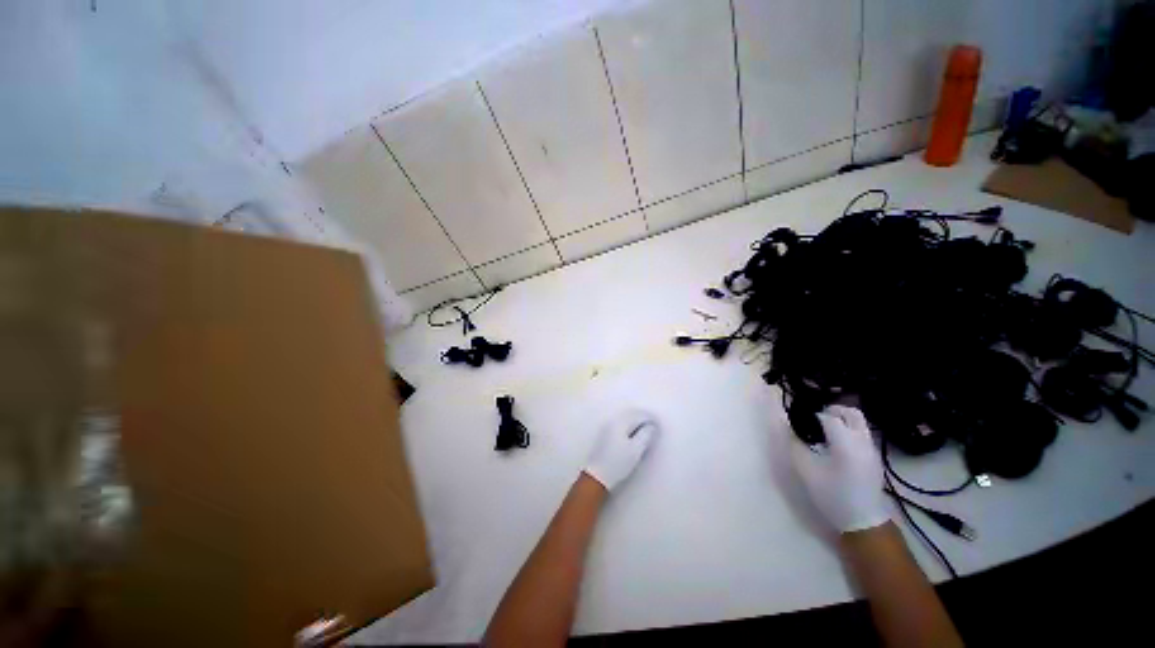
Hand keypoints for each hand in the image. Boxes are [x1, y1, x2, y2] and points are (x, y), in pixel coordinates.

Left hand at [583, 410, 658, 491]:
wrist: (596, 475)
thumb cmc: (618, 463)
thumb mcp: (635, 450)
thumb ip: (645, 435)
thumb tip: (652, 426)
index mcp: (621, 422)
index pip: (639, 415)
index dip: (651, 419)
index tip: (659, 426)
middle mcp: (613, 420)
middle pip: (631, 413)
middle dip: (643, 417)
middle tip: (654, 425)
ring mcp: (607, 426)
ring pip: (625, 417)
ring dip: (636, 420)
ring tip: (646, 429)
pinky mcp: (605, 433)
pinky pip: (620, 422)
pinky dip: (629, 424)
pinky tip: (633, 432)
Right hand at [790, 405, 888, 532]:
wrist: (863, 521)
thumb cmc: (832, 495)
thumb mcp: (806, 471)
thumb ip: (795, 445)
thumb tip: (788, 427)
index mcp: (846, 443)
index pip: (828, 417)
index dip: (812, 415)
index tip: (800, 420)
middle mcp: (862, 441)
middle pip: (851, 413)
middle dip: (833, 410)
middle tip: (815, 418)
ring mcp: (872, 449)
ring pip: (859, 422)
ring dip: (842, 419)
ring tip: (824, 430)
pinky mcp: (874, 457)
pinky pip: (862, 433)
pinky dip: (849, 429)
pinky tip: (836, 444)